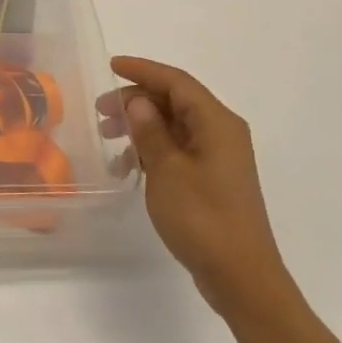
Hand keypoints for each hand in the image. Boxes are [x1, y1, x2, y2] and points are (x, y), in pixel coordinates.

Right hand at [104, 56, 296, 320]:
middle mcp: (222, 132)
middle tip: (100, 112)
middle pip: (175, 101)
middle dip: (136, 100)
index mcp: (217, 123)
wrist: (241, 276)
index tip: (110, 66)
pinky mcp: (213, 179)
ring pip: (174, 125)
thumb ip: (151, 131)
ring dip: (141, 126)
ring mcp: (219, 157)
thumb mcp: (167, 171)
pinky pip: (178, 149)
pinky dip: (152, 150)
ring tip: (108, 137)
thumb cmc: (203, 218)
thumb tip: (139, 101)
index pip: (176, 82)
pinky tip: (127, 167)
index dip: (142, 70)